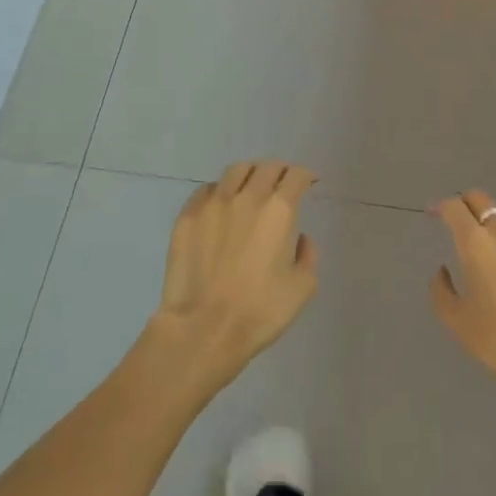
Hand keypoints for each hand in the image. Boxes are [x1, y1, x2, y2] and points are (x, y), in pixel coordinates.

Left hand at [147, 161, 318, 395]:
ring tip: (252, 187)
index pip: (295, 176)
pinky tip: (221, 206)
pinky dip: (220, 191)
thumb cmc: (260, 311)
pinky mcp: (187, 217)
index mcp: (279, 211)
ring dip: (250, 174)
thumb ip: (307, 256)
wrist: (204, 328)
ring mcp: (212, 204)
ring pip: (235, 172)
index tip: (308, 183)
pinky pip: (207, 191)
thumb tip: (299, 238)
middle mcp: (247, 198)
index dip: (305, 176)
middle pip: (266, 167)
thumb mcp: (302, 288)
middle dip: (280, 171)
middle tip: (282, 184)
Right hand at [429, 191, 495, 424]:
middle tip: (461, 219)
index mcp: (475, 244)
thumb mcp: (456, 321)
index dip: (441, 207)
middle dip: (466, 203)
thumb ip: (441, 290)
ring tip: (495, 226)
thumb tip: (443, 271)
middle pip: (482, 199)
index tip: (435, 215)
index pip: (454, 207)